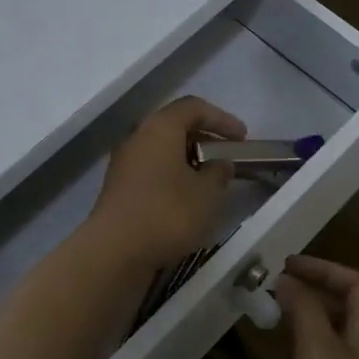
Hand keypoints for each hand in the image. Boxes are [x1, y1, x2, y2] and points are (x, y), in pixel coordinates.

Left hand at [88, 96, 245, 269]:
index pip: (193, 107)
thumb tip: (220, 164)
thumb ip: (219, 172)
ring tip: (210, 179)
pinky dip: (173, 174)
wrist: (115, 251)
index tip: (242, 138)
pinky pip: (152, 169)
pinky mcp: (119, 187)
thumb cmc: (167, 213)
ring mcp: (124, 162)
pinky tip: (187, 197)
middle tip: (227, 156)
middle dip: (204, 138)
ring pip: (162, 149)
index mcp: (160, 128)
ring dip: (188, 158)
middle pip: (175, 126)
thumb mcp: (207, 193)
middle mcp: (138, 137)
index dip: (222, 118)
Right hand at [244, 256, 358, 358]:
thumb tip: (286, 278)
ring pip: (321, 346)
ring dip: (294, 327)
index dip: (325, 269)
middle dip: (307, 295)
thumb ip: (304, 311)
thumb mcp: (321, 354)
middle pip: (341, 313)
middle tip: (266, 288)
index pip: (357, 286)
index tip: (286, 265)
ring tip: (258, 315)